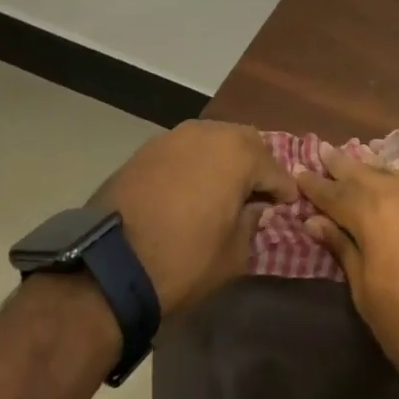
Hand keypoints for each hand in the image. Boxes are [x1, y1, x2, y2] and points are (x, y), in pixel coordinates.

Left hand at [90, 121, 296, 316]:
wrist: (109, 266)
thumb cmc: (184, 261)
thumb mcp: (234, 254)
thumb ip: (252, 222)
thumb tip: (254, 207)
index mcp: (237, 153)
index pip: (273, 168)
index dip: (283, 189)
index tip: (288, 205)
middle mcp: (208, 132)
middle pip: (244, 142)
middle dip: (255, 165)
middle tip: (257, 193)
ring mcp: (174, 136)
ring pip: (212, 140)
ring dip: (223, 161)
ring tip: (222, 189)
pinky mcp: (146, 149)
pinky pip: (184, 150)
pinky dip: (194, 165)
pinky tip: (191, 188)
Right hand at [295, 142, 398, 398]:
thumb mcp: (366, 293)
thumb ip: (343, 249)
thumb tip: (315, 221)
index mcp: (374, 215)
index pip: (336, 194)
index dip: (316, 184)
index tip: (299, 170)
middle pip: (367, 174)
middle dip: (343, 165)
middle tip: (325, 150)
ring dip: (376, 171)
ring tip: (360, 162)